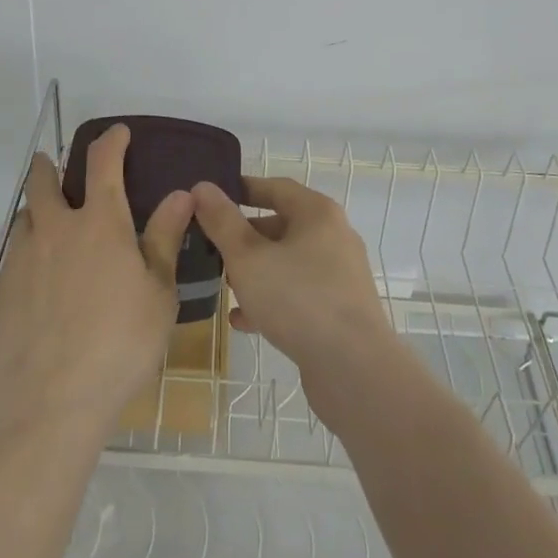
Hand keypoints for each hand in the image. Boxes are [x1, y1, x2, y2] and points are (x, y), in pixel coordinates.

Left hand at [0, 124, 194, 438]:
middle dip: (48, 166)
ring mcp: (22, 258)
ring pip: (25, 217)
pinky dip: (27, 251)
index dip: (111, 140)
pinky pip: (13, 255)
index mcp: (99, 223)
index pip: (103, 162)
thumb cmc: (119, 345)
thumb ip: (163, 239)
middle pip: (43, 180)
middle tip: (54, 166)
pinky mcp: (0, 290)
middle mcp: (55, 228)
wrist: (47, 402)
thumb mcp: (158, 294)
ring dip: (37, 211)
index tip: (118, 133)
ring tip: (51, 228)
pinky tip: (38, 280)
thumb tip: (180, 194)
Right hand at [190, 176, 396, 415]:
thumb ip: (222, 221)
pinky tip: (243, 320)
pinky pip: (298, 294)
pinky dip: (271, 300)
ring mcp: (339, 275)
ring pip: (288, 262)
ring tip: (223, 285)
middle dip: (244, 236)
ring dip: (255, 271)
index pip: (275, 187)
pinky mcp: (339, 310)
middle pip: (282, 225)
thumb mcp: (247, 257)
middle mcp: (333, 236)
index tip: (211, 198)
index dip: (242, 189)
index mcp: (317, 213)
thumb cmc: (298, 299)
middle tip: (211, 247)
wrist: (354, 370)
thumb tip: (202, 187)